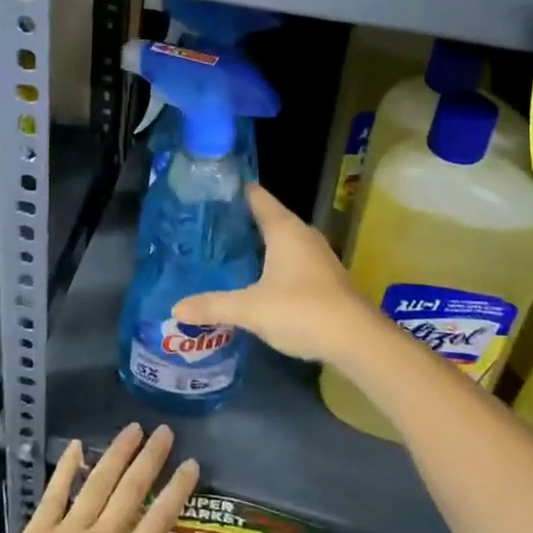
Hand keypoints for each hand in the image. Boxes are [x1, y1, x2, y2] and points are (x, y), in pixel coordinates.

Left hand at [0, 423, 198, 532]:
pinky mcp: (38, 531)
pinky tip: (78, 446)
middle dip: (150, 459)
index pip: (158, 522)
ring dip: (117, 454)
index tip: (191, 464)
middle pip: (130, 491)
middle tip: (165, 431)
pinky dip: (67, 468)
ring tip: (133, 429)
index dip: (176, 491)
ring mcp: (67, 532)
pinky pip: (55, 492)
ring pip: (97, 483)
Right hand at [171, 183, 368, 361]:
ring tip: (225, 251)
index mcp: (284, 229)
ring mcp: (316, 256)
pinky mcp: (323, 277)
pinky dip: (271, 263)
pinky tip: (254, 278)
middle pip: (267, 217)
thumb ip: (213, 305)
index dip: (233, 192)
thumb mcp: (251, 309)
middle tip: (207, 227)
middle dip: (239, 221)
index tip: (207, 193)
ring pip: (280, 240)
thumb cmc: (302, 310)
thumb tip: (175, 307)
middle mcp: (302, 234)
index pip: (256, 196)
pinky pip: (290, 259)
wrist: (357, 341)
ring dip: (257, 244)